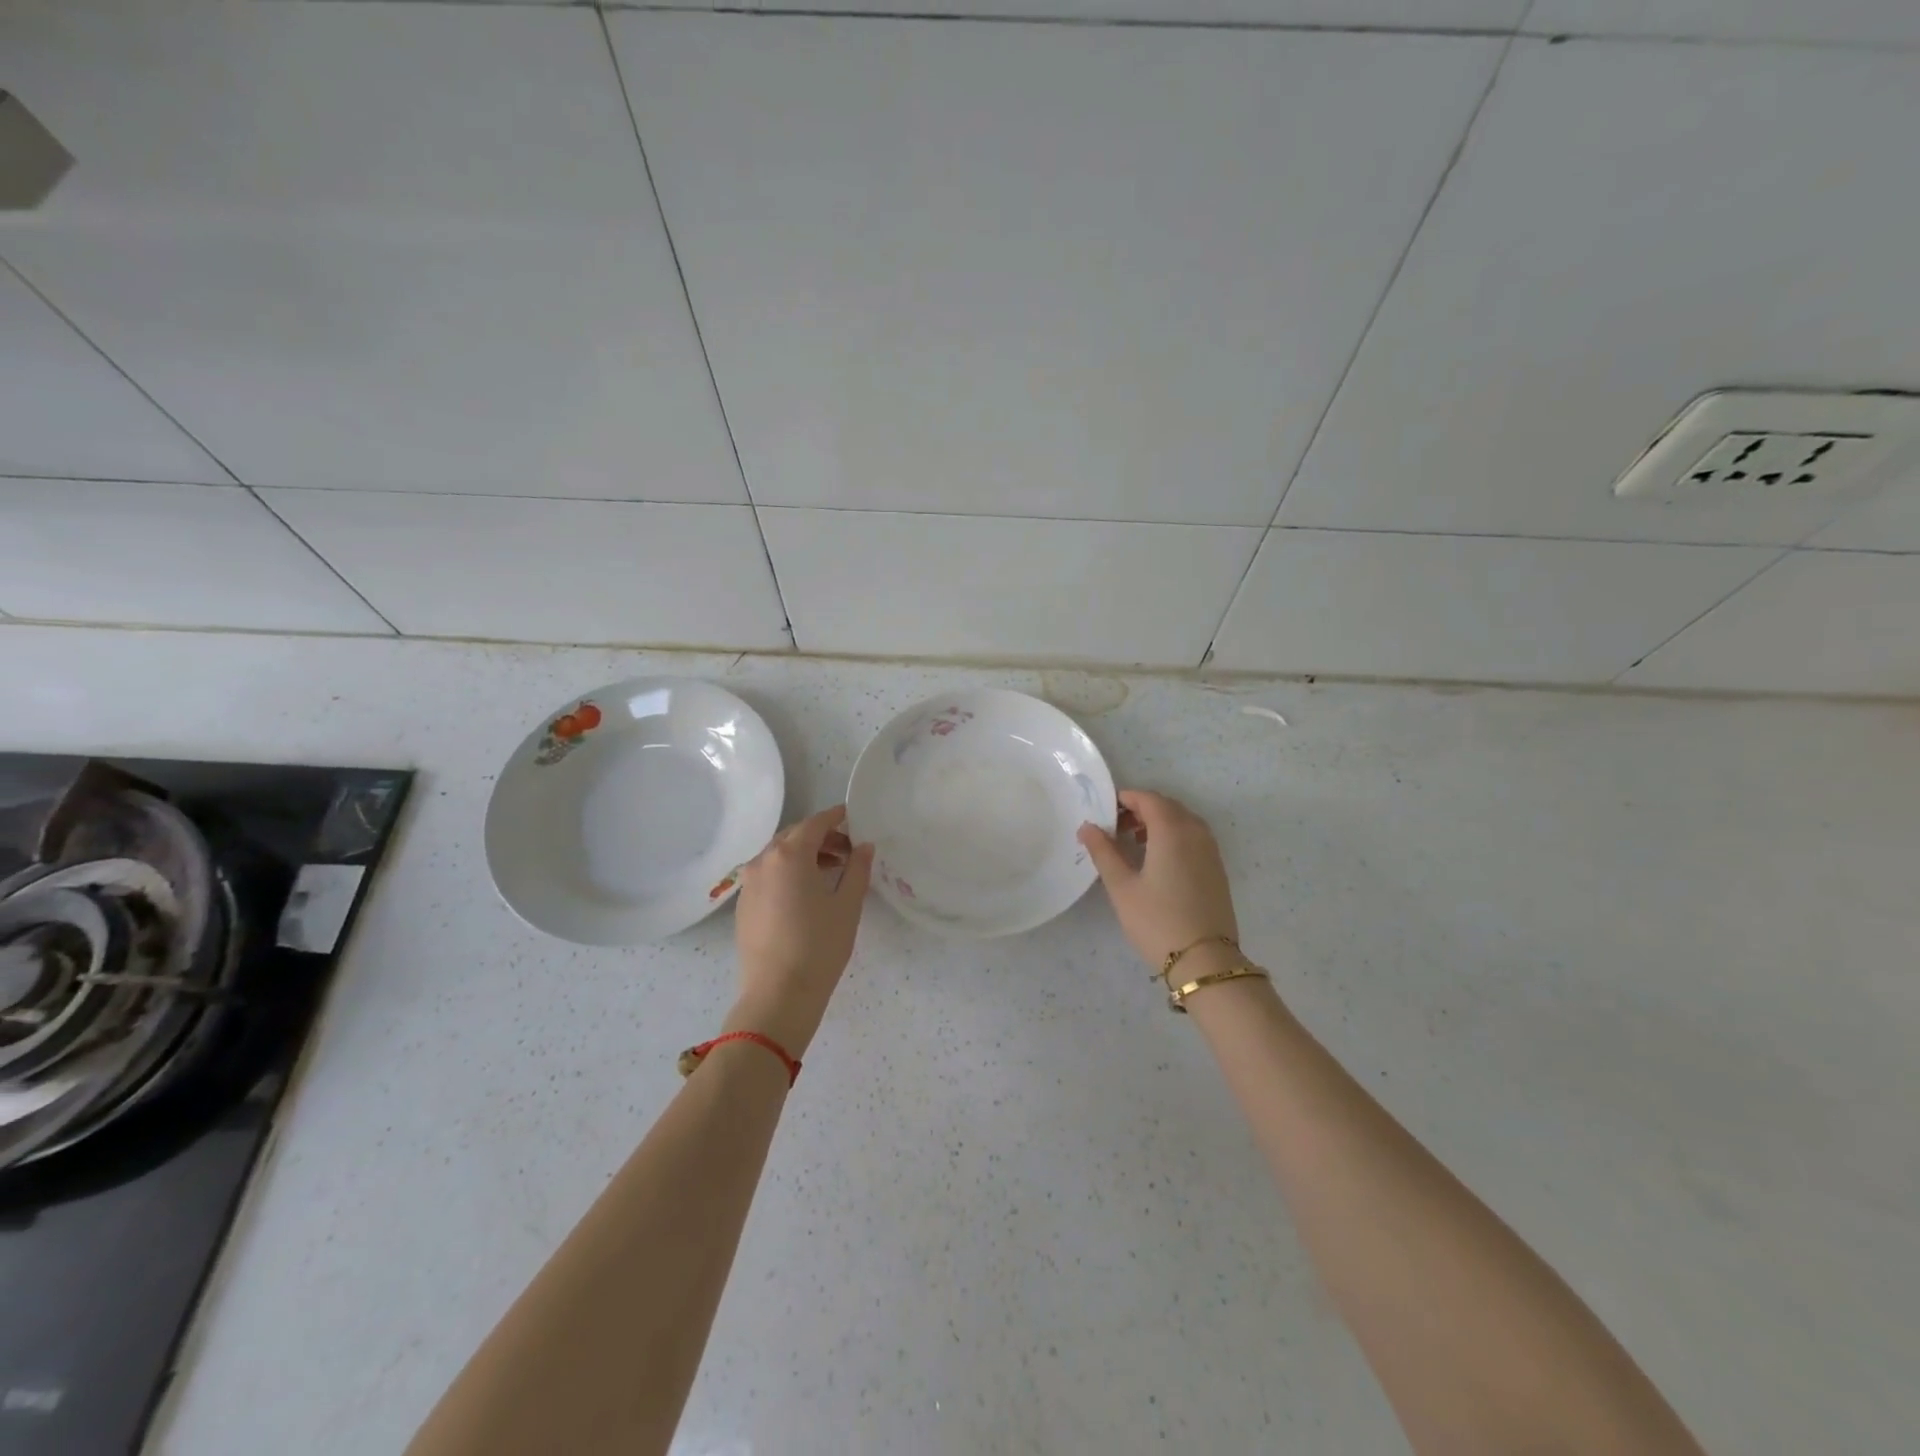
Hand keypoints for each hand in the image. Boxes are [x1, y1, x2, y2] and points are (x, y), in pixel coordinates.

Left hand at [728, 804, 874, 1055]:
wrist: (777, 995)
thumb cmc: (819, 946)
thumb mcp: (848, 905)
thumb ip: (857, 868)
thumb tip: (863, 846)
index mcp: (790, 854)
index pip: (815, 823)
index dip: (836, 817)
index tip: (853, 817)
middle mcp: (763, 861)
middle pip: (794, 836)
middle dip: (821, 837)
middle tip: (848, 850)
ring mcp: (749, 883)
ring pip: (778, 855)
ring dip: (804, 855)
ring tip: (830, 871)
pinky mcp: (743, 905)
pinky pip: (768, 875)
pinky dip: (788, 873)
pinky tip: (806, 893)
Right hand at [1078, 790, 1238, 971]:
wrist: (1205, 960)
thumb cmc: (1157, 921)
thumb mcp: (1122, 887)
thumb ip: (1103, 851)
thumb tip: (1088, 826)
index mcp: (1172, 831)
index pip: (1148, 799)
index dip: (1126, 799)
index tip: (1105, 812)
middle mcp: (1196, 832)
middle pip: (1167, 806)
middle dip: (1141, 809)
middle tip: (1116, 827)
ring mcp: (1211, 850)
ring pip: (1183, 821)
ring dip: (1159, 822)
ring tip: (1135, 843)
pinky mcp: (1217, 868)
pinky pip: (1194, 837)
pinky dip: (1174, 836)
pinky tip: (1158, 860)